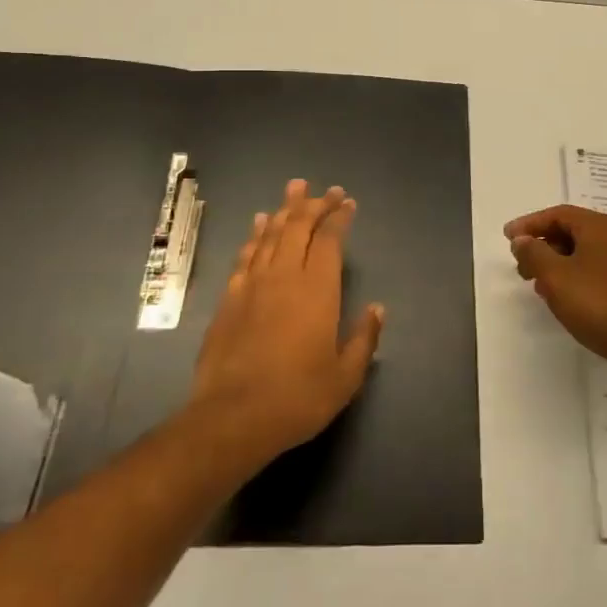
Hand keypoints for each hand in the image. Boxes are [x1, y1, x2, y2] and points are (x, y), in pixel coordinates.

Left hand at [189, 179, 384, 464]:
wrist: (232, 417)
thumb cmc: (297, 398)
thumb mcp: (345, 377)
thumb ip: (364, 340)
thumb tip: (377, 309)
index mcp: (318, 290)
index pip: (330, 239)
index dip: (339, 217)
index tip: (347, 202)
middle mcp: (285, 276)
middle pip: (299, 227)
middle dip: (314, 204)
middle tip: (326, 190)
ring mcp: (253, 284)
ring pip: (270, 234)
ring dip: (284, 210)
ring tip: (294, 189)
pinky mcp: (229, 298)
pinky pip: (246, 255)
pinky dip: (255, 235)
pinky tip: (258, 225)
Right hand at [505, 204, 606, 390]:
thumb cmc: (596, 302)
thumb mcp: (554, 275)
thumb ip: (533, 253)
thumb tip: (522, 240)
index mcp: (598, 227)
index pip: (558, 214)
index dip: (530, 223)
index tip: (508, 238)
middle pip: (571, 231)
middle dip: (542, 245)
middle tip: (520, 264)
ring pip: (582, 253)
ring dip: (555, 263)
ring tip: (536, 283)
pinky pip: (593, 272)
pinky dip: (572, 277)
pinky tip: (561, 298)